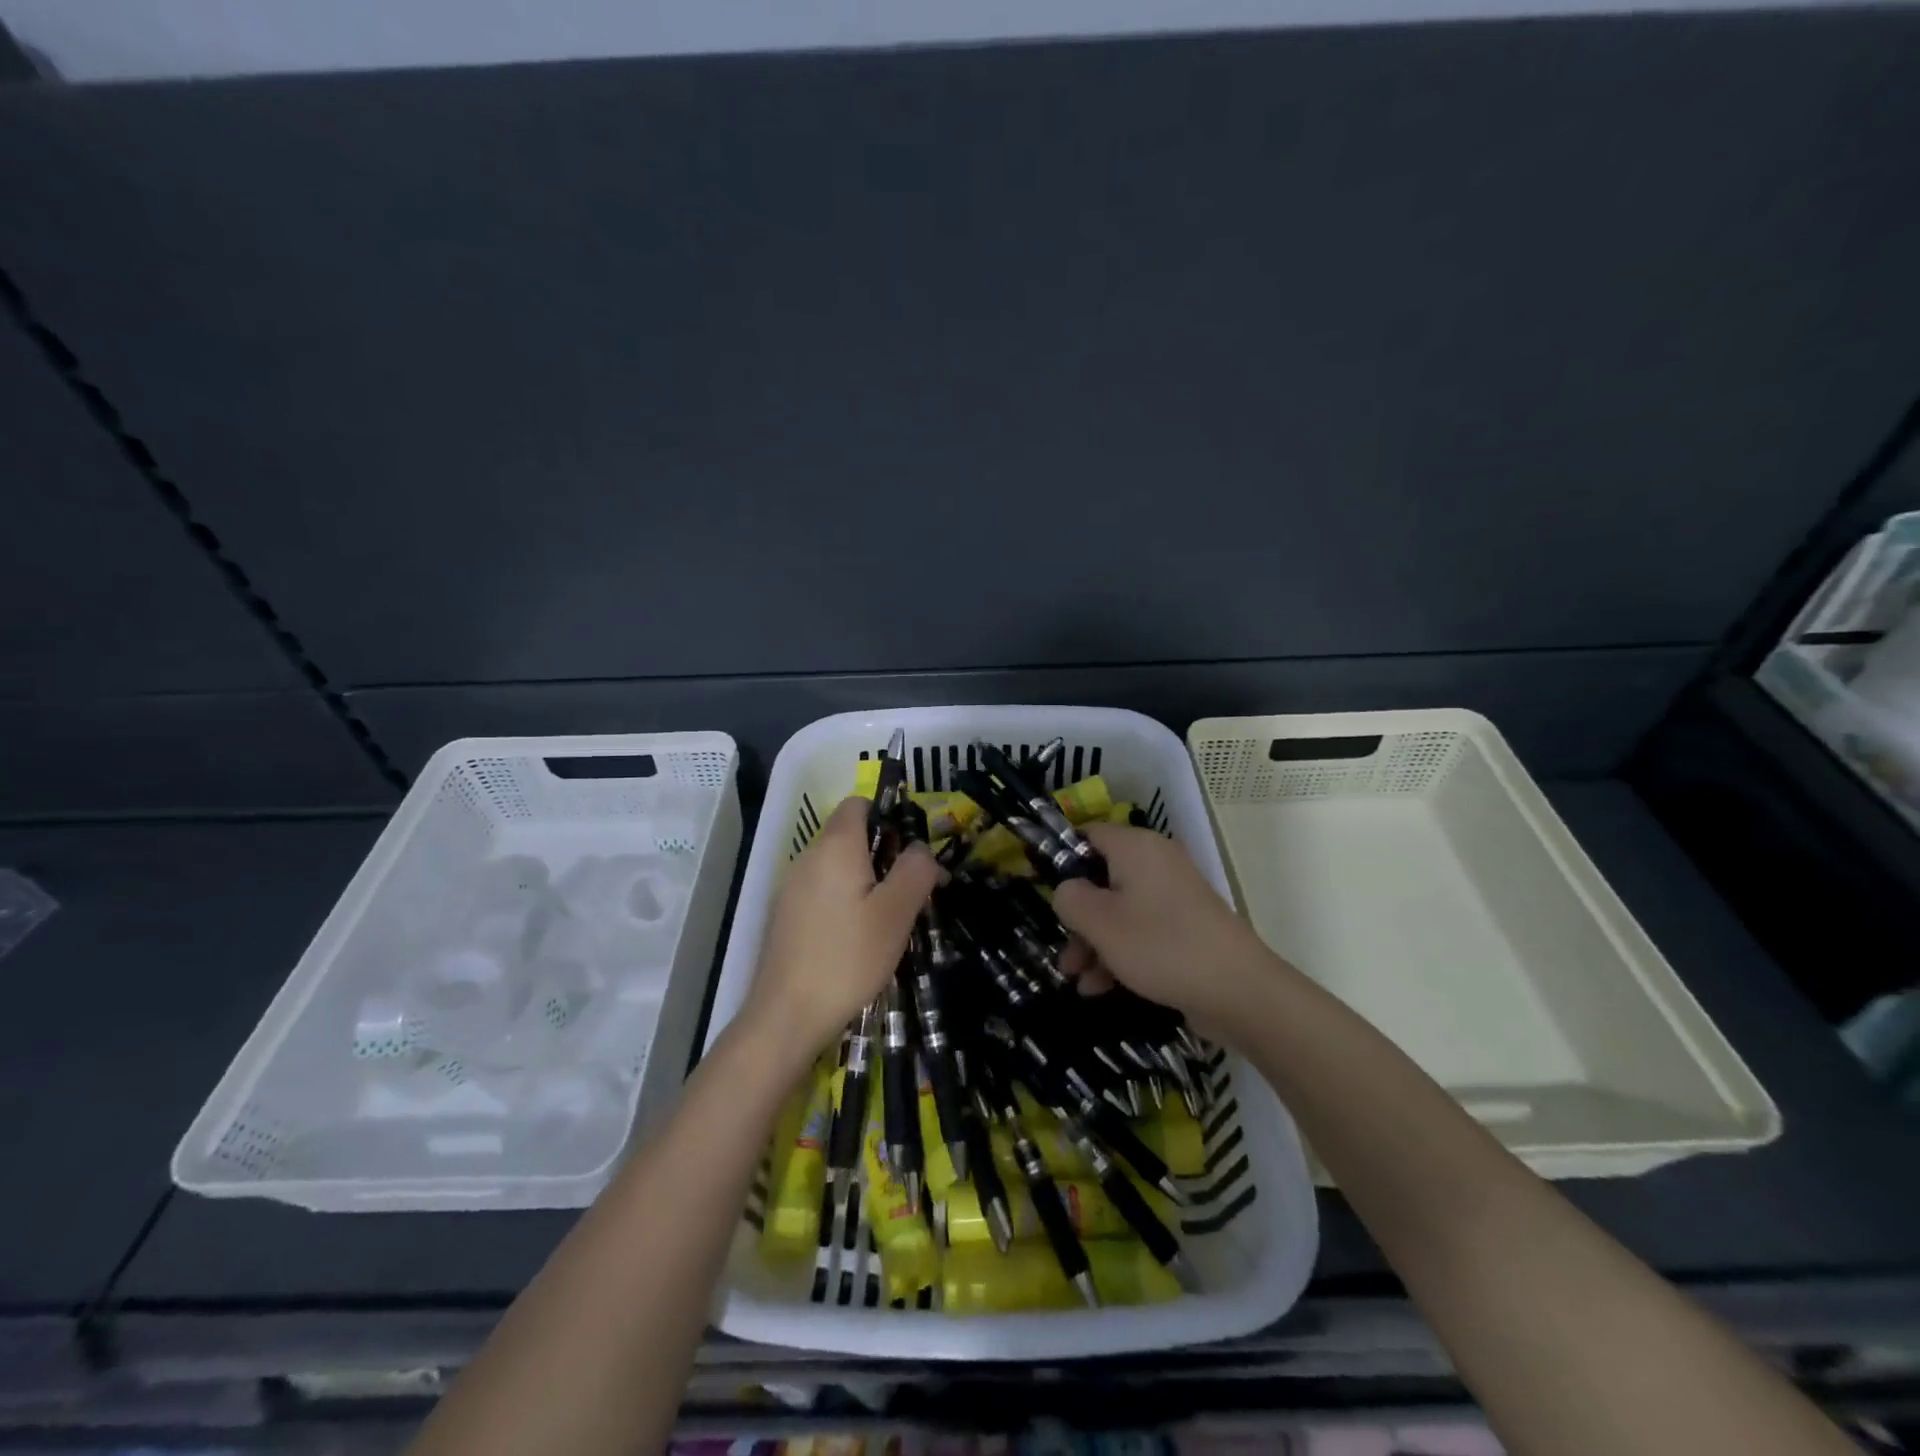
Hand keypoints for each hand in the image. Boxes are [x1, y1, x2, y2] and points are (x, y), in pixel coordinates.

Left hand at [739, 796, 942, 1064]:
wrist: (787, 1015)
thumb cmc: (848, 957)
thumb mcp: (896, 913)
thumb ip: (915, 870)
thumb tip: (920, 847)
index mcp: (836, 846)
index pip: (858, 803)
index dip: (888, 816)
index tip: (912, 849)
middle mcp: (808, 857)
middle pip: (848, 835)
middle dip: (882, 853)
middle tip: (910, 890)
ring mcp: (791, 887)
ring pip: (835, 866)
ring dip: (864, 880)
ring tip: (889, 917)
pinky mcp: (785, 916)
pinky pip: (821, 891)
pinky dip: (843, 900)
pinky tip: (857, 937)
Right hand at [1052, 823, 1280, 1038]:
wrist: (1239, 991)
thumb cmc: (1160, 946)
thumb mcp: (1100, 922)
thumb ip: (1070, 899)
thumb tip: (1067, 890)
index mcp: (1136, 847)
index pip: (1088, 835)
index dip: (1062, 860)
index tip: (1044, 892)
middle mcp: (1156, 863)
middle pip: (1101, 879)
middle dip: (1078, 918)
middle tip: (1065, 954)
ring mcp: (1174, 896)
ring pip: (1119, 910)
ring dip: (1094, 943)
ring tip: (1079, 980)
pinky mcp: (1186, 927)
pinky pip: (1142, 931)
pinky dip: (1120, 954)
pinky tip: (1102, 988)